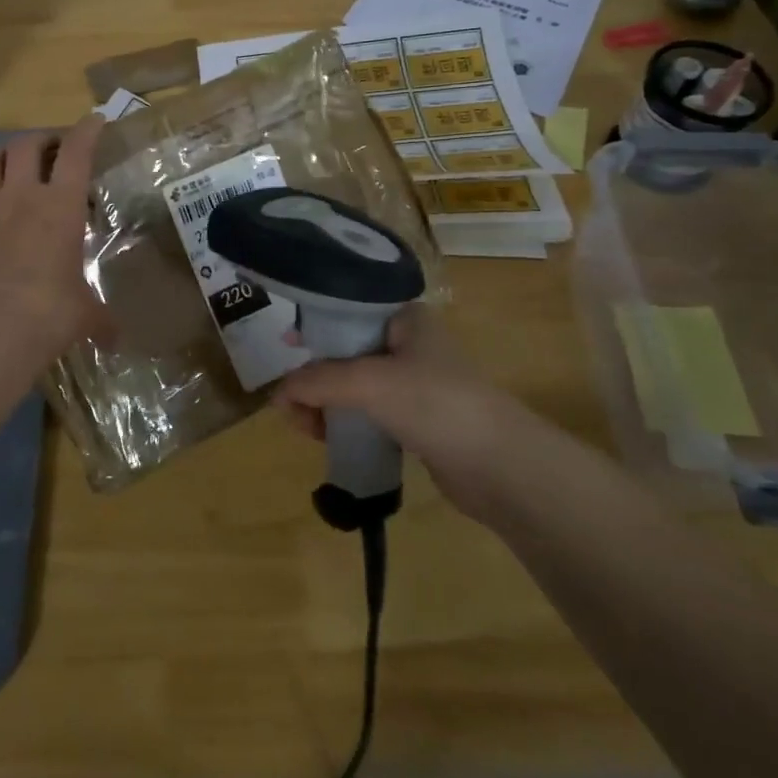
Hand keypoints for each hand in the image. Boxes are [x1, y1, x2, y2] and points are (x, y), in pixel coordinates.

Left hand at [0, 115, 108, 387]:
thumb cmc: (50, 313)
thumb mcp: (86, 315)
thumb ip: (101, 319)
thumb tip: (116, 340)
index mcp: (61, 206)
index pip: (76, 152)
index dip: (86, 130)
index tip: (95, 120)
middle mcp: (23, 197)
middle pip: (26, 144)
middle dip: (42, 138)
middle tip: (53, 148)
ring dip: (3, 154)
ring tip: (14, 164)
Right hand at [270, 305, 542, 521]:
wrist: (501, 466)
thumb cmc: (435, 403)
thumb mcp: (368, 382)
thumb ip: (318, 381)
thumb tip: (276, 395)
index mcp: (405, 319)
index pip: (348, 310)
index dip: (314, 326)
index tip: (286, 344)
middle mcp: (410, 344)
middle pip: (347, 351)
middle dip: (314, 375)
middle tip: (289, 402)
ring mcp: (416, 384)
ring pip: (356, 385)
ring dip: (326, 402)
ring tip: (304, 427)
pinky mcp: (418, 420)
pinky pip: (370, 413)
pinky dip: (346, 422)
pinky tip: (327, 436)